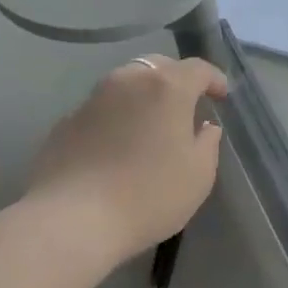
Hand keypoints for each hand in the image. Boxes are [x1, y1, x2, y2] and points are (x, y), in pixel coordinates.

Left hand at [27, 55, 228, 262]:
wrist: (72, 220)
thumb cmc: (149, 195)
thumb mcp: (199, 175)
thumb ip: (207, 143)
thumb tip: (204, 127)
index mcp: (166, 88)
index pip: (198, 68)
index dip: (214, 79)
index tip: (221, 96)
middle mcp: (128, 81)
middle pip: (158, 67)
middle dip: (176, 80)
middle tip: (186, 105)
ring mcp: (92, 99)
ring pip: (125, 84)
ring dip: (143, 97)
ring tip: (151, 125)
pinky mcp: (65, 122)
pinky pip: (101, 110)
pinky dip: (116, 118)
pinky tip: (117, 147)